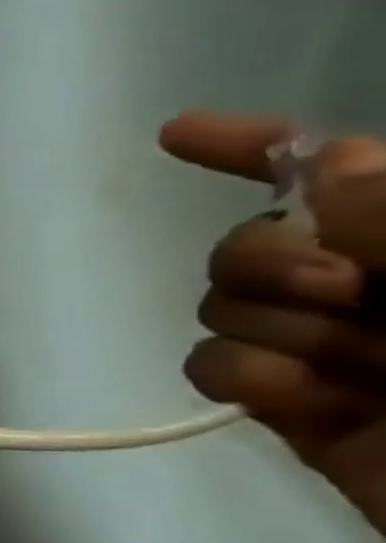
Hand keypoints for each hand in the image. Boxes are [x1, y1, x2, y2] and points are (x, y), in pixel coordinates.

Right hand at [161, 111, 385, 533]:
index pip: (333, 172)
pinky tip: (300, 399)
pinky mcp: (290, 407)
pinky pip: (213, 367)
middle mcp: (381, 285)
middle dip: (269, 257)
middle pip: (250, 240)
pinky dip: (245, 378)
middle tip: (344, 289)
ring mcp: (332, 349)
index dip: (256, 148)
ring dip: (274, 328)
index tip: (176, 134)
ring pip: (223, 305)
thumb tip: (319, 167)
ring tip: (352, 370)